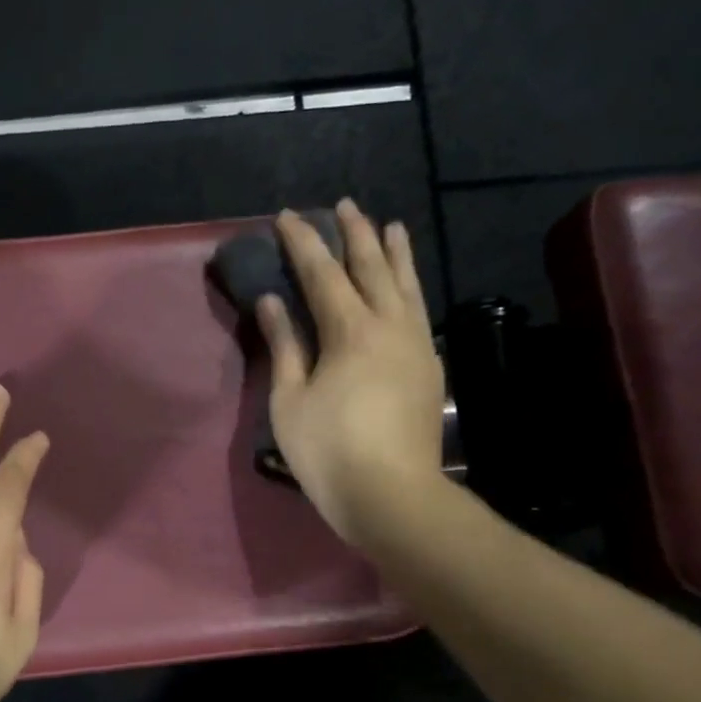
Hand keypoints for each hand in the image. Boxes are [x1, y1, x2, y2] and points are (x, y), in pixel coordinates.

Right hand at [257, 200, 446, 548]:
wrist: (392, 495)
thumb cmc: (328, 450)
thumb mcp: (290, 399)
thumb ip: (285, 345)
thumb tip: (272, 301)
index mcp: (350, 331)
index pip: (322, 274)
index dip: (303, 244)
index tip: (287, 217)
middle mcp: (390, 326)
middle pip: (372, 267)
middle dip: (355, 234)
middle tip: (343, 206)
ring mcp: (415, 345)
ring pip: (406, 285)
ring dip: (393, 252)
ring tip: (388, 225)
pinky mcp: (428, 366)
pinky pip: (419, 310)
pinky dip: (410, 286)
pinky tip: (405, 285)